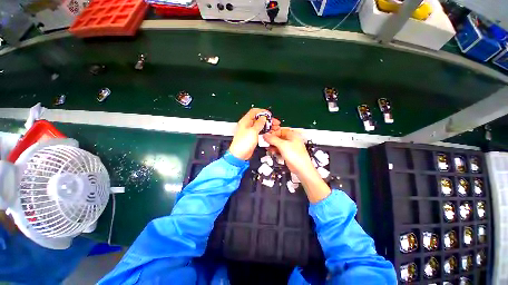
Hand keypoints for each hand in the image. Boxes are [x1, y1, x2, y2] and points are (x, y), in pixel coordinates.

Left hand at [229, 108, 279, 159]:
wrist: (240, 155)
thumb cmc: (243, 143)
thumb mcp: (253, 131)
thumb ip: (259, 123)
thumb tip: (263, 118)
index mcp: (245, 121)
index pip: (254, 111)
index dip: (262, 112)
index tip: (269, 115)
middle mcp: (247, 125)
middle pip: (259, 119)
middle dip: (267, 120)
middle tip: (275, 122)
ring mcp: (250, 131)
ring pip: (260, 125)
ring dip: (268, 126)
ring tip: (275, 128)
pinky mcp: (252, 137)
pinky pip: (260, 132)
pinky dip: (265, 131)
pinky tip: (271, 132)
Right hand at [263, 128, 314, 175]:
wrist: (301, 168)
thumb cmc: (296, 156)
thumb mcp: (282, 145)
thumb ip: (273, 139)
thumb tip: (265, 135)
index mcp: (292, 135)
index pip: (280, 130)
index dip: (273, 132)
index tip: (266, 135)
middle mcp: (291, 140)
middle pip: (279, 137)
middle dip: (272, 140)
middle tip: (266, 142)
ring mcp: (290, 147)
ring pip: (279, 144)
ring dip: (273, 145)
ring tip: (268, 148)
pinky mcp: (288, 153)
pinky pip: (280, 150)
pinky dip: (275, 150)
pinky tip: (272, 152)